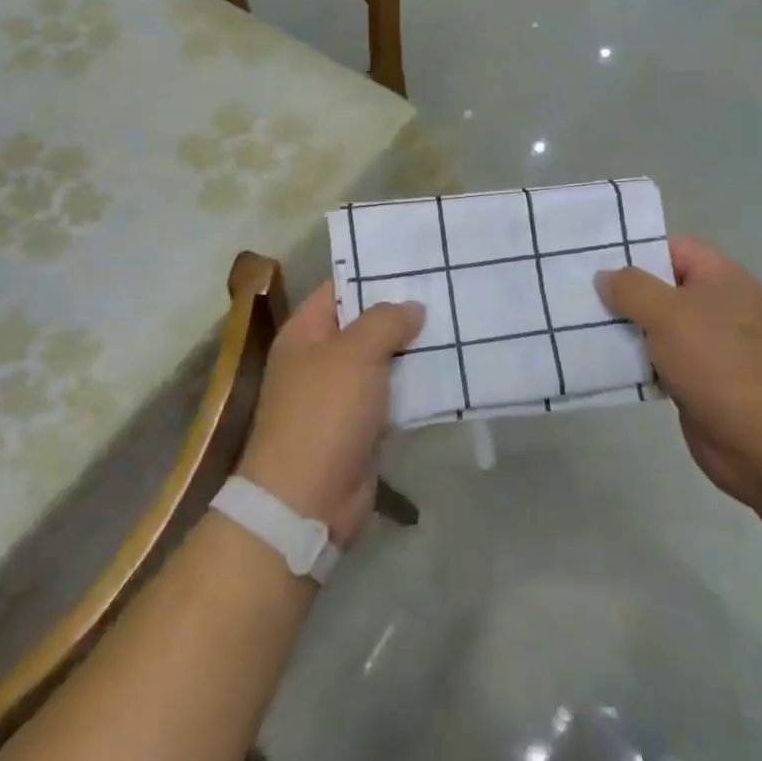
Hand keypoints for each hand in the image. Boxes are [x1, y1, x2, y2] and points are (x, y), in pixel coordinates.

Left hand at [237, 282, 423, 546]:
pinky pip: (392, 395)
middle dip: (401, 311)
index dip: (373, 273)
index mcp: (305, 333)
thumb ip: (385, 321)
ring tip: (456, 322)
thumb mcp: (354, 353)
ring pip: (382, 360)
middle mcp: (320, 359)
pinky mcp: (362, 426)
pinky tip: (449, 369)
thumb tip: (412, 307)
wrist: (307, 500)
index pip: (339, 288)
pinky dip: (415, 385)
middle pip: (364, 324)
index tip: (414, 261)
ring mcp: (341, 395)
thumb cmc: (324, 413)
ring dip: (413, 348)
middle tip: (445, 289)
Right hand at [597, 236, 761, 509]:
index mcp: (721, 278)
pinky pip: (660, 359)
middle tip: (578, 292)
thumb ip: (632, 288)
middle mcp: (718, 305)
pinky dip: (636, 360)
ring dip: (625, 327)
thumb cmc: (718, 363)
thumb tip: (605, 276)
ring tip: (580, 324)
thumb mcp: (668, 314)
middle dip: (623, 290)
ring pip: (657, 325)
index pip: (672, 247)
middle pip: (662, 286)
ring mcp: (710, 344)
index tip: (595, 259)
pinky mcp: (699, 379)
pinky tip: (603, 361)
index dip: (636, 249)